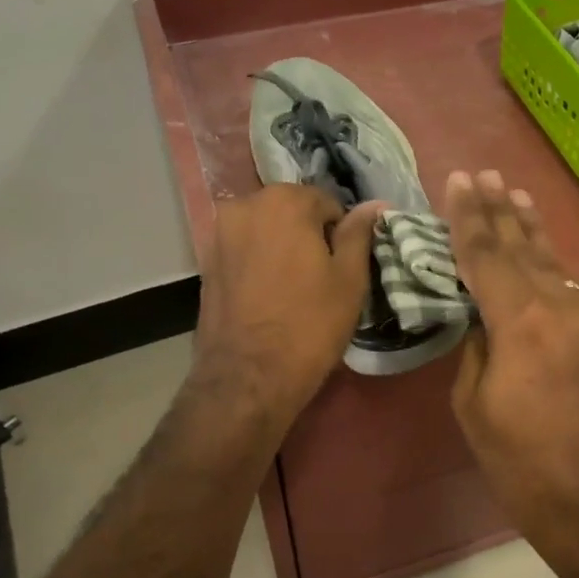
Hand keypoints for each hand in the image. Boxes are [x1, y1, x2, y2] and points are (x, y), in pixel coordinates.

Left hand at [193, 185, 385, 426]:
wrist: (248, 377)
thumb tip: (374, 204)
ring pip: (265, 231)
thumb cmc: (309, 324)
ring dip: (281, 249)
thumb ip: (359, 234)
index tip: (342, 267)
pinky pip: (244, 251)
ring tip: (293, 289)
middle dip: (307, 236)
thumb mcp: (349, 279)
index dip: (340, 235)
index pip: (327, 203)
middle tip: (320, 278)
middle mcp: (245, 205)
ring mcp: (218, 233)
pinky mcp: (204, 262)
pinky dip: (259, 264)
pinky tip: (268, 296)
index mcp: (284, 200)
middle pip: (291, 212)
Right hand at [444, 171, 578, 526]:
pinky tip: (547, 266)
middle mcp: (564, 308)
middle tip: (488, 175)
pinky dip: (556, 275)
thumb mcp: (474, 406)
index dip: (469, 216)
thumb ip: (478, 349)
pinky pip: (577, 297)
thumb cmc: (522, 463)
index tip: (460, 180)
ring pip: (558, 268)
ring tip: (520, 198)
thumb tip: (487, 323)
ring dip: (534, 234)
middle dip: (503, 210)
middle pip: (526, 249)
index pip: (486, 255)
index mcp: (522, 321)